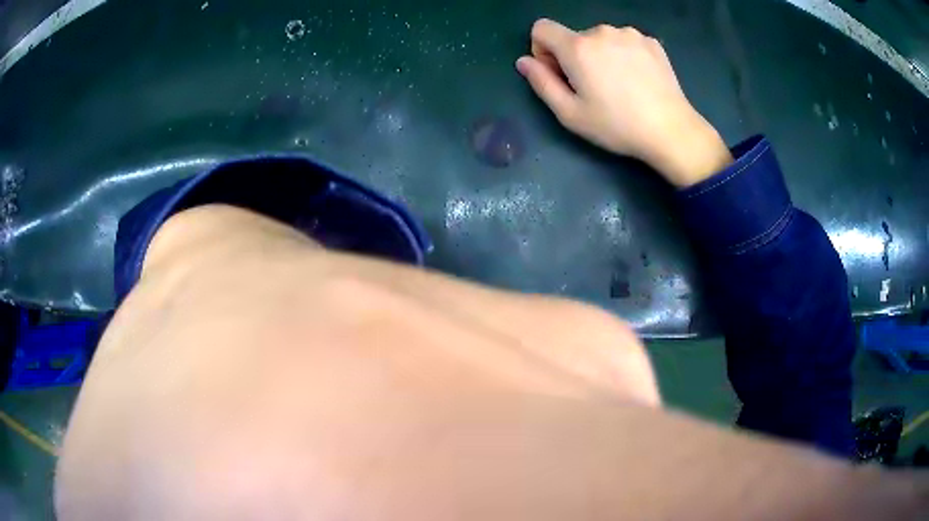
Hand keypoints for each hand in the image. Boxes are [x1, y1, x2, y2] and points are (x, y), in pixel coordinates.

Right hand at [517, 19, 732, 186]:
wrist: (671, 130)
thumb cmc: (616, 126)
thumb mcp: (570, 114)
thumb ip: (541, 83)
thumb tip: (524, 61)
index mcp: (577, 47)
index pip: (541, 28)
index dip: (542, 49)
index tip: (558, 73)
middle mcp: (601, 31)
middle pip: (574, 37)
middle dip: (575, 57)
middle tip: (594, 89)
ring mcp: (630, 34)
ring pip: (601, 39)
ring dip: (601, 55)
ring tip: (620, 85)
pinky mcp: (651, 41)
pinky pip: (625, 42)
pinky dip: (624, 55)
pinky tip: (638, 80)